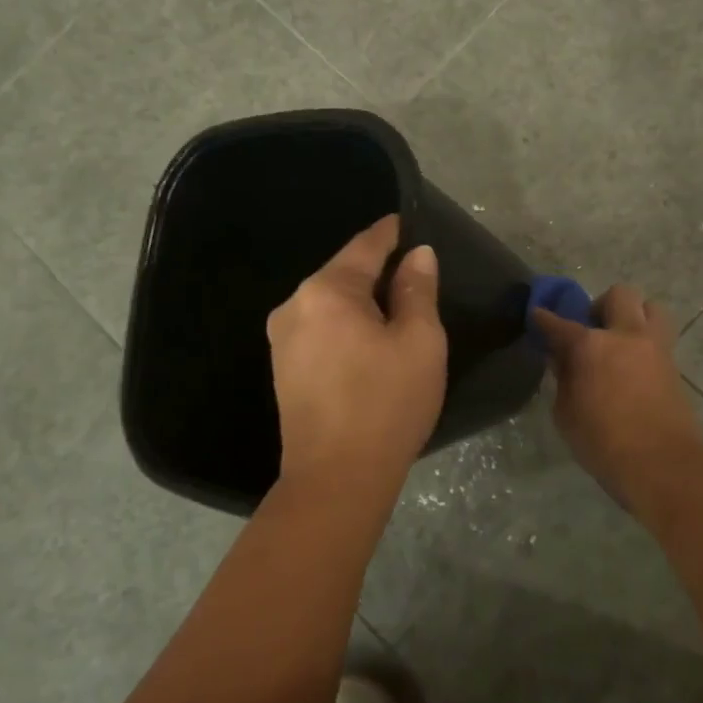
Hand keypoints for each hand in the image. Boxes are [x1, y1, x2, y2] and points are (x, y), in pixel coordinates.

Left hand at [268, 215, 446, 495]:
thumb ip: (417, 290)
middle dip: (377, 270)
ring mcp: (282, 339)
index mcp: (326, 291)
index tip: (410, 223)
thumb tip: (417, 255)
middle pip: (343, 273)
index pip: (365, 246)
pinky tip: (368, 341)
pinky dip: (346, 326)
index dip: (391, 232)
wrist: (335, 479)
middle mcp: (294, 305)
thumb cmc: (386, 403)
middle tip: (415, 274)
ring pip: (330, 303)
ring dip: (362, 301)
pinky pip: (320, 329)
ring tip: (397, 308)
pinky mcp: (283, 368)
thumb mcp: (419, 341)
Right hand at [533, 284, 702, 516]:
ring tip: (621, 341)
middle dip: (602, 305)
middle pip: (619, 295)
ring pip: (651, 309)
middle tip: (593, 328)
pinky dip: (646, 344)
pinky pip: (660, 339)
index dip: (544, 319)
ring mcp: (655, 348)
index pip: (560, 324)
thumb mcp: (566, 414)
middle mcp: (626, 335)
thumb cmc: (603, 442)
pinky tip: (633, 368)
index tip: (537, 315)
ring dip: (635, 316)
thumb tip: (562, 360)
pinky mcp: (674, 367)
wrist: (661, 464)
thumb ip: (564, 380)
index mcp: (591, 346)